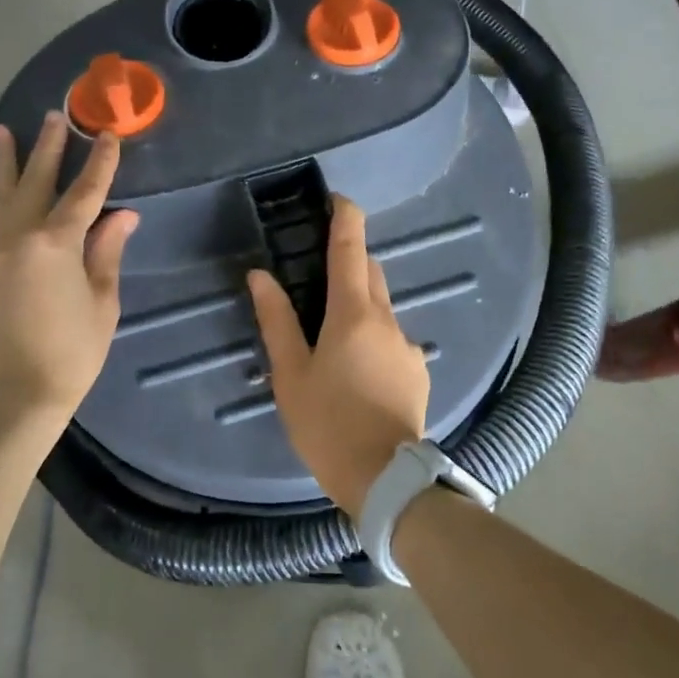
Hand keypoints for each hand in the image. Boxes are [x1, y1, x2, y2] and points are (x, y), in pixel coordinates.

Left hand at [0, 112, 138, 413]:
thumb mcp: (102, 301)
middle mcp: (19, 237)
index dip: (100, 164)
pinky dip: (1, 198)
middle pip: (36, 182)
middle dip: (49, 149)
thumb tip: (123, 216)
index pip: (84, 194)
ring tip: (2, 131)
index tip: (108, 136)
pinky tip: (6, 191)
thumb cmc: (72, 350)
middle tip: (55, 117)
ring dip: (7, 163)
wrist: (16, 391)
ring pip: (1, 197)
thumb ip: (107, 252)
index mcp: (56, 244)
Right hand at [248, 196, 428, 516]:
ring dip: (360, 303)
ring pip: (382, 307)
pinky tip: (356, 369)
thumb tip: (261, 276)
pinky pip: (392, 338)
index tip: (337, 199)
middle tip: (319, 269)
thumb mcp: (290, 374)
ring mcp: (407, 345)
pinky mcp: (417, 370)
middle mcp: (387, 319)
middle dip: (350, 259)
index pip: (350, 248)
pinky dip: (373, 336)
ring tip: (331, 332)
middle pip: (370, 272)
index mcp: (353, 313)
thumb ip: (276, 320)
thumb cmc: (327, 423)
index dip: (345, 217)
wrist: (385, 478)